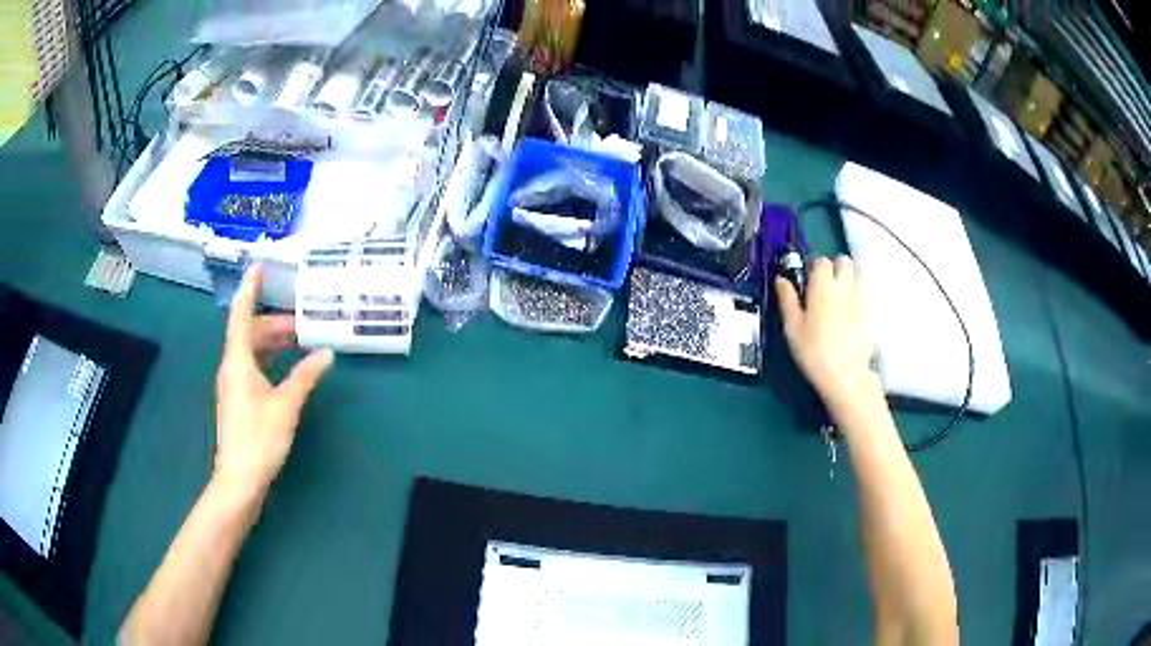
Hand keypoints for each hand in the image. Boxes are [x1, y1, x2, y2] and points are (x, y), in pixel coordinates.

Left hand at [214, 265, 333, 499]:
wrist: (239, 478)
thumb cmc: (259, 438)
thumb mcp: (286, 405)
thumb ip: (305, 376)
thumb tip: (325, 353)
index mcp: (238, 360)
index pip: (242, 314)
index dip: (250, 288)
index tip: (259, 266)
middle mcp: (231, 366)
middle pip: (249, 332)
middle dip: (274, 322)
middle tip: (302, 322)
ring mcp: (232, 384)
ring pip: (251, 350)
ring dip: (272, 342)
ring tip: (299, 342)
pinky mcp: (237, 400)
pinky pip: (251, 366)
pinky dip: (268, 359)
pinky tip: (286, 368)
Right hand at [775, 256, 876, 408]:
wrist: (845, 375)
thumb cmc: (814, 352)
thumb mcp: (792, 328)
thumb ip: (787, 300)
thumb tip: (781, 280)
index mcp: (822, 287)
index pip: (821, 261)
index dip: (815, 269)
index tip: (810, 282)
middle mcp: (844, 287)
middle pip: (844, 261)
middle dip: (837, 268)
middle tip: (828, 286)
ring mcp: (861, 299)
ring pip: (858, 276)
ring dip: (849, 281)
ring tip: (841, 300)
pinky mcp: (872, 313)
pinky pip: (866, 295)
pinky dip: (859, 299)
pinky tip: (852, 316)